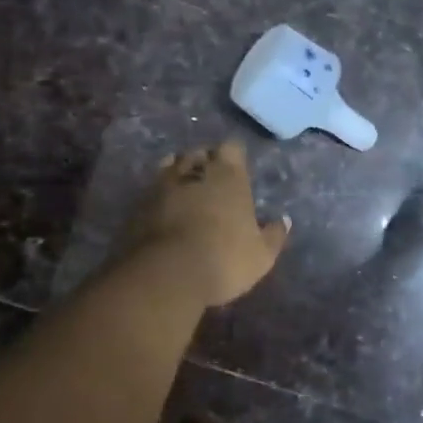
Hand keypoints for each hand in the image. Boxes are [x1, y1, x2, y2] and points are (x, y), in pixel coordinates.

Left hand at [122, 141, 289, 306]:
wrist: (166, 274)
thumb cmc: (224, 259)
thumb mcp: (261, 255)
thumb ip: (274, 235)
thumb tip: (284, 220)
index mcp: (229, 175)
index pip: (232, 148)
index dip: (234, 157)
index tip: (238, 170)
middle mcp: (195, 170)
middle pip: (200, 152)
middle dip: (205, 161)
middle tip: (212, 181)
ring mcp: (162, 184)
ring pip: (171, 165)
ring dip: (179, 174)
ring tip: (186, 191)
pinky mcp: (138, 203)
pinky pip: (152, 189)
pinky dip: (160, 195)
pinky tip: (164, 210)